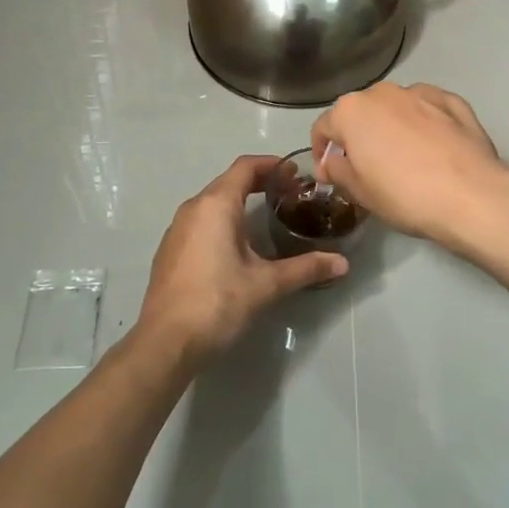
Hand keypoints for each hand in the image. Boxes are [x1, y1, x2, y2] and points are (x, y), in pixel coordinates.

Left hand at [136, 154, 346, 364]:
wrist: (165, 343)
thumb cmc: (217, 303)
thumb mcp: (266, 284)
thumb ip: (305, 269)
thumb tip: (343, 263)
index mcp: (216, 205)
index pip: (245, 167)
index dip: (272, 164)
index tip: (295, 174)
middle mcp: (193, 208)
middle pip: (229, 181)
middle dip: (260, 182)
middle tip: (290, 194)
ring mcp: (177, 229)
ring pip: (213, 202)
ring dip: (240, 201)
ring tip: (267, 217)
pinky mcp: (170, 250)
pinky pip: (201, 221)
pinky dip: (223, 220)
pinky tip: (238, 245)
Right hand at [311, 83, 508, 245]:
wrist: (471, 195)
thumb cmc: (404, 195)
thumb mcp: (359, 192)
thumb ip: (338, 170)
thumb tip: (333, 161)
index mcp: (352, 110)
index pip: (324, 127)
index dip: (323, 153)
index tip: (331, 176)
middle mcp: (383, 92)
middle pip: (361, 113)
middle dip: (359, 136)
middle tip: (368, 169)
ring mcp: (421, 92)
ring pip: (395, 108)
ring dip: (392, 127)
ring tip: (405, 159)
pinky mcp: (453, 101)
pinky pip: (428, 110)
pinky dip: (425, 123)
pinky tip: (434, 148)